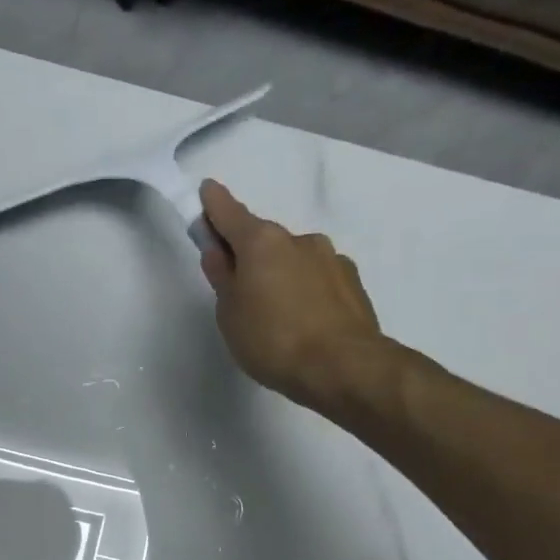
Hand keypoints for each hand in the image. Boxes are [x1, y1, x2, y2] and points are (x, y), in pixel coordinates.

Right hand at [198, 180, 386, 416]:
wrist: (344, 367)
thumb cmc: (273, 340)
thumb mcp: (230, 313)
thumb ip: (223, 278)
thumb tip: (219, 252)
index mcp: (262, 241)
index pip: (229, 213)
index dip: (214, 204)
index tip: (206, 191)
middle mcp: (299, 239)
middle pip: (264, 240)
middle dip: (250, 255)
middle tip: (239, 290)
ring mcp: (331, 258)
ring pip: (294, 260)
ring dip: (281, 275)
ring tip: (277, 317)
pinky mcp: (353, 283)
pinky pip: (318, 280)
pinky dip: (306, 292)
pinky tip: (305, 323)